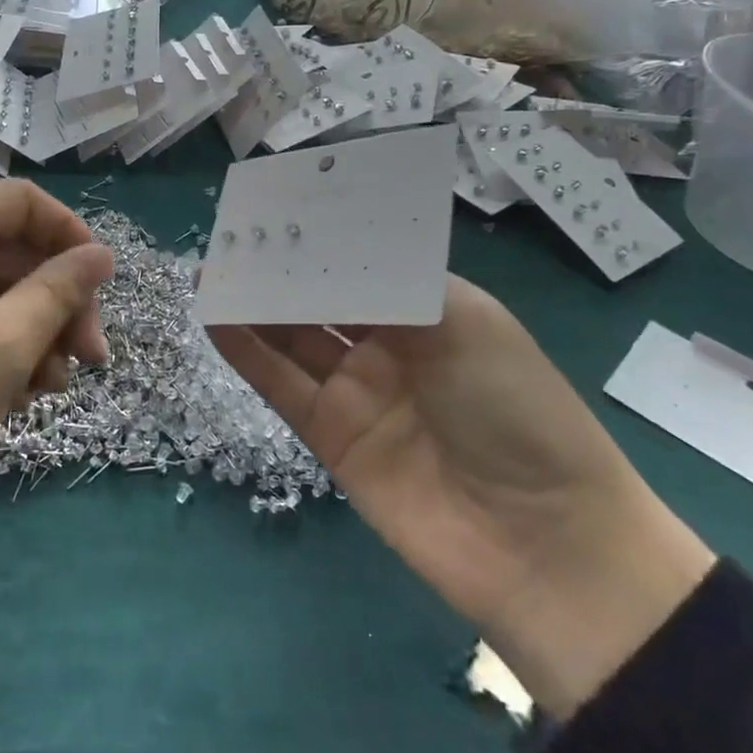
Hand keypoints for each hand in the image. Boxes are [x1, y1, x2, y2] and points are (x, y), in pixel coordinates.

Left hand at [0, 181, 113, 537]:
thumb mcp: (3, 345)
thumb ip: (58, 292)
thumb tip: (101, 254)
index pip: (23, 201)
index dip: (70, 235)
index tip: (99, 286)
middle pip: (12, 250)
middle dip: (58, 301)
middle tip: (89, 357)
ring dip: (33, 332)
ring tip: (51, 387)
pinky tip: (16, 395)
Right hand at [209, 280, 713, 718]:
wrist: (542, 546)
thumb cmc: (518, 411)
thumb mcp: (467, 325)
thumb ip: (388, 285)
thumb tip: (324, 250)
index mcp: (429, 308)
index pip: (364, 260)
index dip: (322, 236)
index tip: (279, 205)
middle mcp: (390, 344)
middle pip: (323, 296)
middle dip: (280, 266)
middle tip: (232, 234)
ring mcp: (358, 391)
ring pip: (293, 335)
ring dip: (253, 303)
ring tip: (209, 269)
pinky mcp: (331, 436)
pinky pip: (281, 384)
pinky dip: (247, 352)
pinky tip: (215, 317)